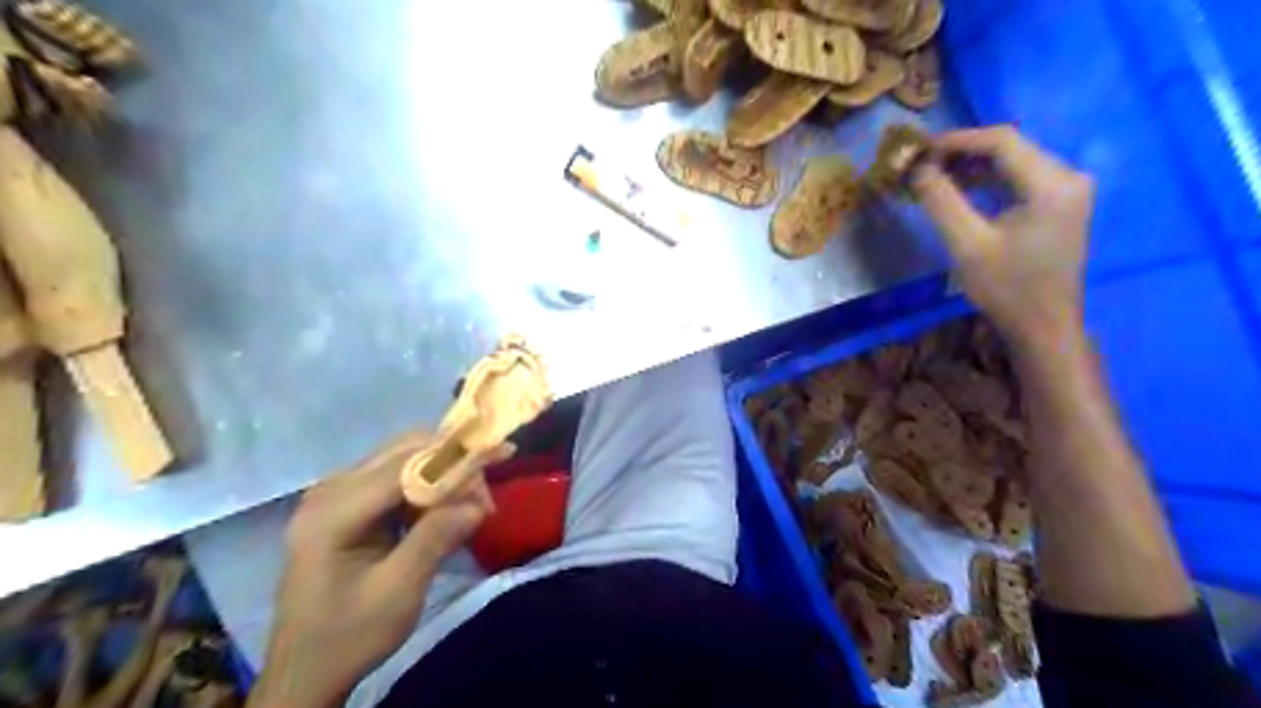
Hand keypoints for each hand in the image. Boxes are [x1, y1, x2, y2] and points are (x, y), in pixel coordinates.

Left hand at [248, 433, 507, 707]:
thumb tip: (477, 503)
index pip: (404, 465)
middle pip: (404, 451)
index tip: (501, 455)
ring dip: (443, 476)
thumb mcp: (398, 592)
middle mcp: (330, 491)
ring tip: (469, 509)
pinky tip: (443, 514)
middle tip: (483, 499)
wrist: (306, 671)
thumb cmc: (349, 636)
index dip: (455, 456)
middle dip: (452, 465)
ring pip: (404, 460)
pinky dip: (427, 489)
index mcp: (333, 512)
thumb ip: (435, 539)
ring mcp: (336, 495)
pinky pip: (396, 478)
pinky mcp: (347, 504)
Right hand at [919, 127, 1095, 346]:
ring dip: (972, 166)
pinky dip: (987, 181)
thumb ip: (941, 201)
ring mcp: (1067, 189)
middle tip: (921, 165)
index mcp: (1051, 184)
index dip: (956, 140)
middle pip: (1009, 148)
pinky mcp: (1059, 203)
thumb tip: (916, 169)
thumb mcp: (966, 244)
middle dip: (962, 152)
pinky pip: (1019, 179)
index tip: (919, 150)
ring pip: (1013, 162)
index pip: (1002, 141)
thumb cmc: (1005, 287)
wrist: (1043, 325)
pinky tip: (960, 191)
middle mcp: (1067, 176)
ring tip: (934, 178)